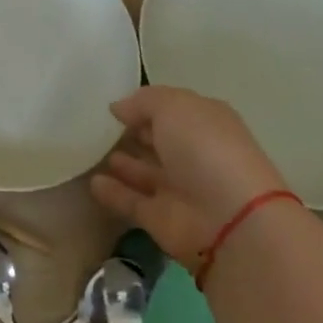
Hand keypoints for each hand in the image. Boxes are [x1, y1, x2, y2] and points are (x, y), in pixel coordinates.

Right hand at [89, 86, 289, 266]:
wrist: (230, 220)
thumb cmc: (205, 148)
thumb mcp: (173, 106)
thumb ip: (142, 102)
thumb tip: (118, 108)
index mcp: (205, 123)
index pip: (173, 109)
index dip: (147, 106)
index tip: (116, 105)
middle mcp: (194, 155)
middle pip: (161, 141)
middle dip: (136, 133)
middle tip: (100, 126)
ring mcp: (180, 189)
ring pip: (146, 173)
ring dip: (124, 164)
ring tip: (92, 150)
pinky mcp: (162, 219)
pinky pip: (132, 202)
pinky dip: (114, 193)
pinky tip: (93, 182)